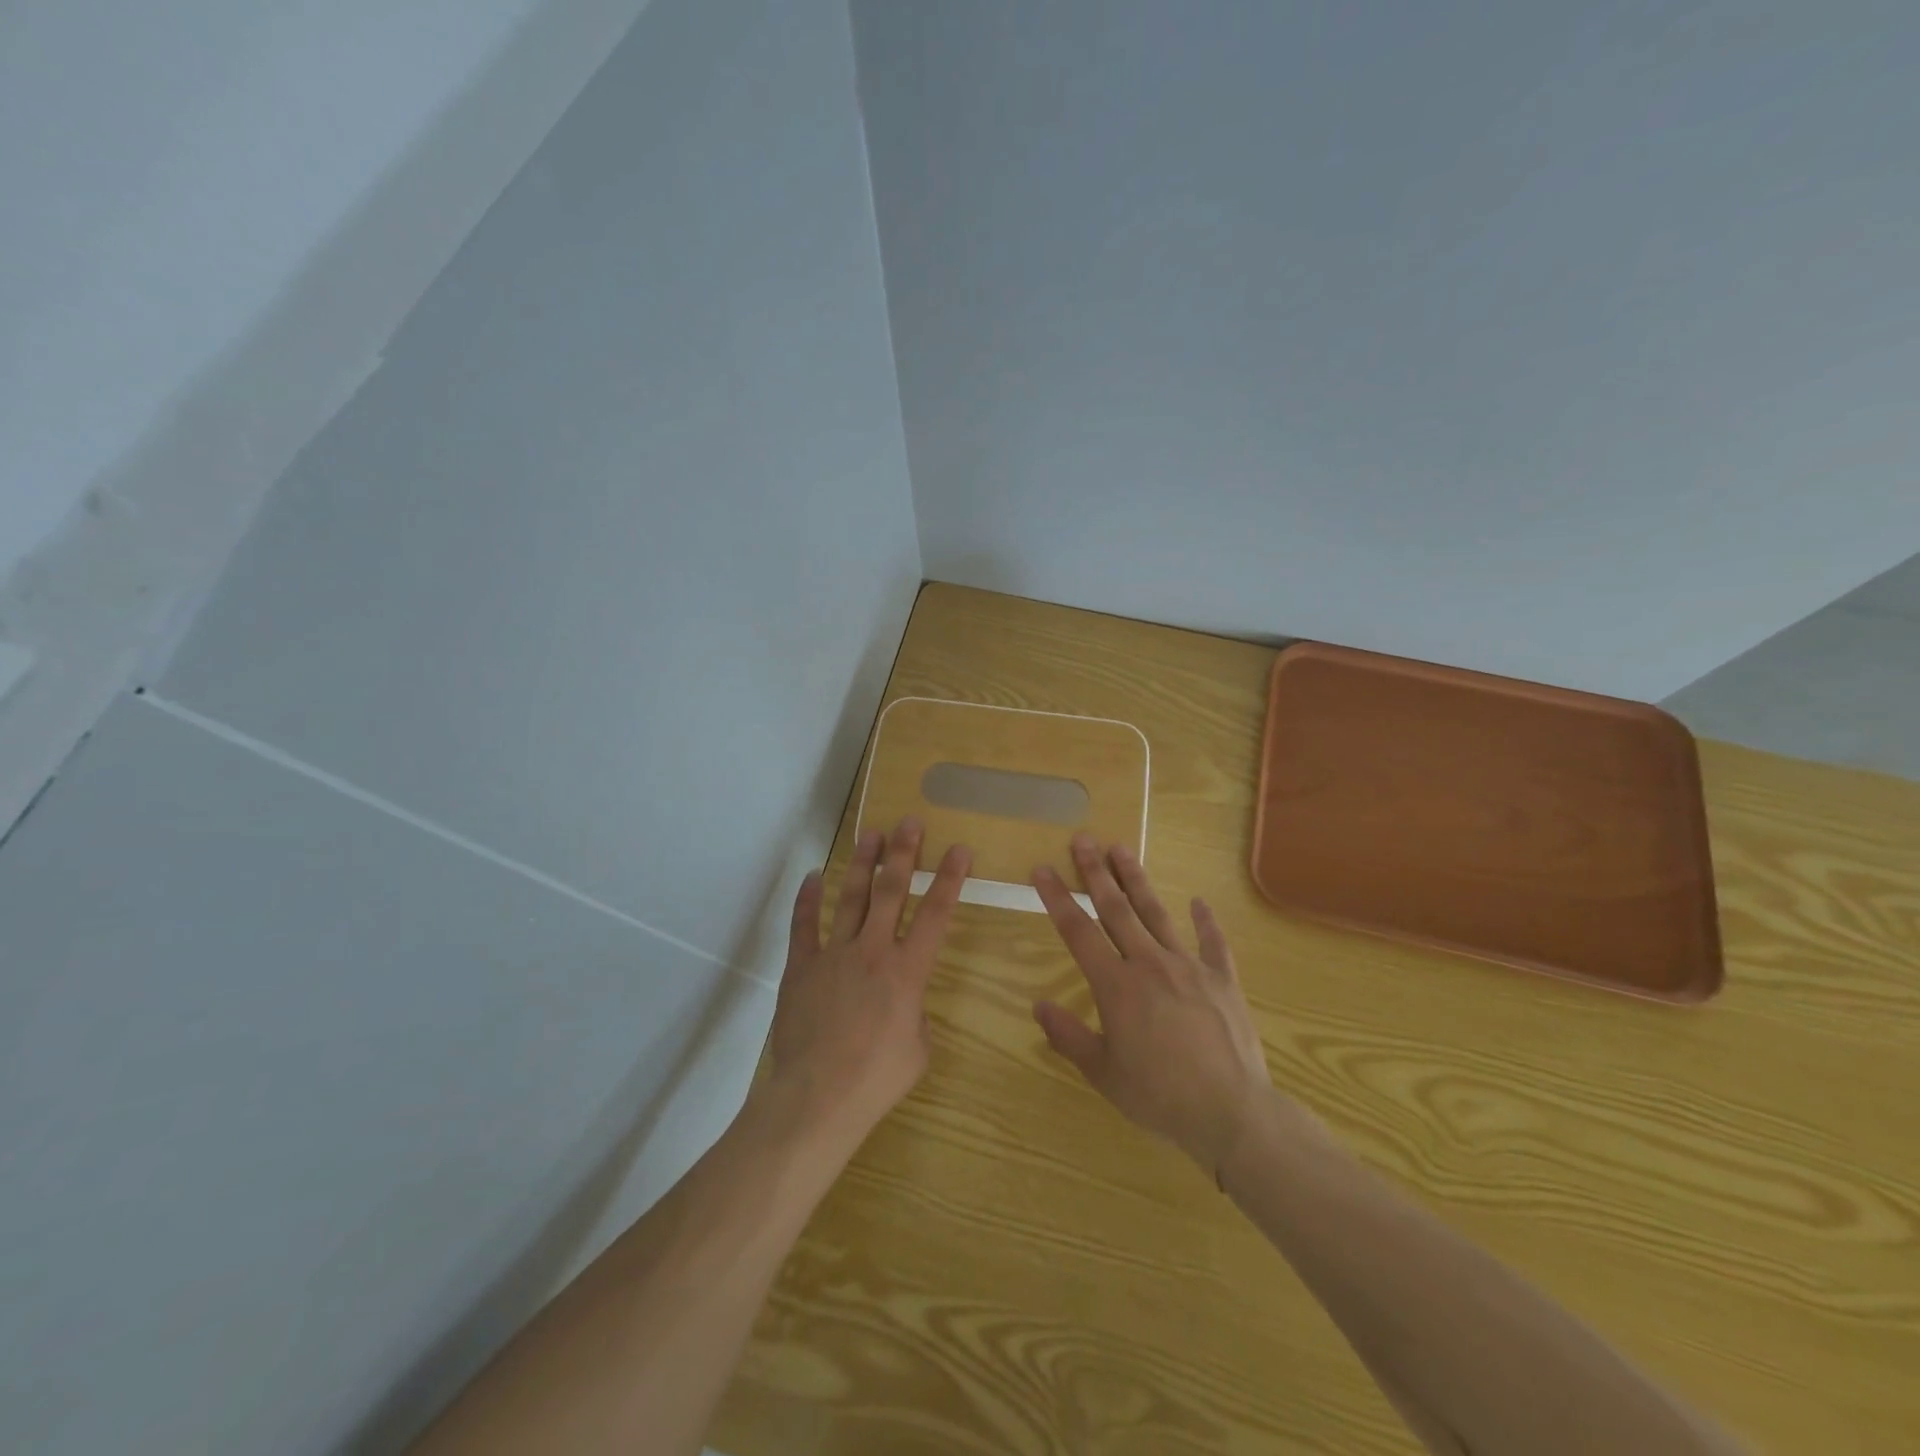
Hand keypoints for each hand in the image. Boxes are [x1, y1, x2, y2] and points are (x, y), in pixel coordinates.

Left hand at [757, 818, 971, 1155]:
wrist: (818, 1096)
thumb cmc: (878, 1078)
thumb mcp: (918, 1048)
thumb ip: (916, 1014)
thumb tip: (904, 1002)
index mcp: (908, 971)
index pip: (936, 915)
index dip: (950, 879)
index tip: (959, 849)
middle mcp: (873, 951)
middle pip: (891, 892)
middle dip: (903, 854)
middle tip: (909, 822)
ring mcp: (833, 955)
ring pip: (850, 898)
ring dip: (862, 864)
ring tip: (870, 834)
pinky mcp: (801, 968)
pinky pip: (804, 926)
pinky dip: (807, 900)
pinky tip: (813, 876)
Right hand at [1032, 835, 1271, 1176]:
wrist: (1232, 1112)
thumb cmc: (1160, 1096)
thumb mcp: (1103, 1073)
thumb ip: (1069, 1036)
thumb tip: (1038, 1006)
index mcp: (1116, 986)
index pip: (1078, 932)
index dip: (1057, 898)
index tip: (1043, 869)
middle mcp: (1150, 964)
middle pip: (1117, 909)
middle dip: (1096, 872)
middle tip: (1083, 839)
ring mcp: (1190, 967)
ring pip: (1157, 913)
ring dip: (1137, 880)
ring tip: (1122, 849)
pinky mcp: (1223, 979)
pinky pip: (1213, 942)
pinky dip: (1206, 920)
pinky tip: (1199, 901)